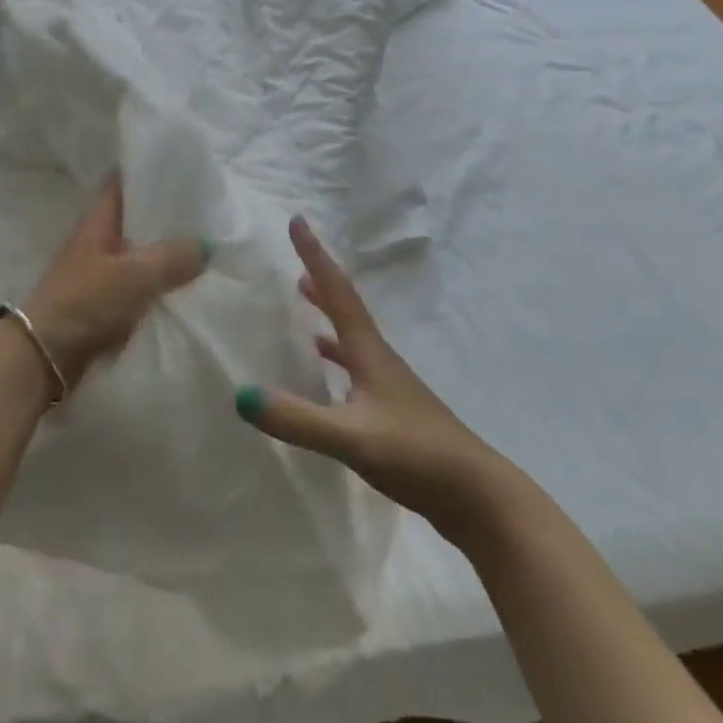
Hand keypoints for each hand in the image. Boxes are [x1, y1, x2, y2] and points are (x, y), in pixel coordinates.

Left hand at [21, 177, 208, 389]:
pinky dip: (157, 283)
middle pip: (135, 220)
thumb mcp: (135, 276)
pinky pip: (137, 284)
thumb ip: (172, 258)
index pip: (123, 184)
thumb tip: (205, 247)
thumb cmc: (86, 302)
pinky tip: (185, 286)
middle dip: (167, 218)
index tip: (183, 171)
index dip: (149, 174)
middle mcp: (97, 240)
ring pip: (139, 253)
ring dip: (165, 253)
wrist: (46, 355)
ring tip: (206, 248)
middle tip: (208, 213)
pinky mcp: (102, 301)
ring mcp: (99, 271)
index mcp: (98, 220)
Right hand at [234, 216, 515, 545]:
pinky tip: (327, 381)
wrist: (481, 501)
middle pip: (346, 311)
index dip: (315, 256)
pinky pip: (356, 373)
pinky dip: (336, 363)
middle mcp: (380, 362)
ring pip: (352, 342)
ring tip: (304, 314)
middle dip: (321, 286)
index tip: (297, 221)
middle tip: (295, 270)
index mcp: (370, 353)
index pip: (338, 292)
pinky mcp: (395, 416)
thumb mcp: (352, 437)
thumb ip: (297, 419)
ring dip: (328, 322)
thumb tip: (241, 395)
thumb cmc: (417, 455)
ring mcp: (391, 390)